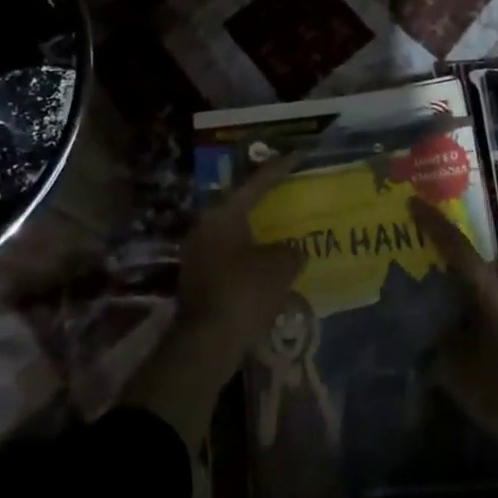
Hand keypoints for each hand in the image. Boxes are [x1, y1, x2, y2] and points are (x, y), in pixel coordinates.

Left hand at [125, 152, 306, 448]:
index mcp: (223, 214)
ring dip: (258, 233)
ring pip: (235, 233)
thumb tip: (293, 251)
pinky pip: (231, 257)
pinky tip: (269, 265)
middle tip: (290, 193)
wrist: (206, 343)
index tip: (299, 154)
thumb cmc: (244, 293)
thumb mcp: (280, 267)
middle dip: (266, 201)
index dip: (281, 168)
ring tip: (284, 231)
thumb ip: (291, 251)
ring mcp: (198, 254)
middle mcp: (206, 227)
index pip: (257, 182)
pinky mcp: (199, 280)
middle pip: (241, 206)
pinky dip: (250, 257)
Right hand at [414, 198, 497, 493]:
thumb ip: (442, 346)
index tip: (416, 203)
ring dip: (471, 286)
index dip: (437, 226)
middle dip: (455, 256)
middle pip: (482, 264)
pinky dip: (483, 310)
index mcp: (496, 298)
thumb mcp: (460, 374)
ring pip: (494, 287)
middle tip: (429, 254)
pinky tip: (468, 331)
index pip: (462, 251)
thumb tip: (434, 330)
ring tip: (445, 296)